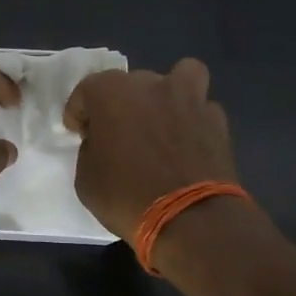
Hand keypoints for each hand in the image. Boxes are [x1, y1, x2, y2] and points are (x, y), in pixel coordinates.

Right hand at [64, 58, 239, 240]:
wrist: (190, 219)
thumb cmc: (127, 197)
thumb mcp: (86, 179)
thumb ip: (90, 149)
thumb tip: (102, 143)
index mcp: (111, 93)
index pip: (86, 91)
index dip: (79, 112)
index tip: (79, 133)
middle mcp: (150, 85)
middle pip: (130, 83)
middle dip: (120, 105)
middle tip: (118, 135)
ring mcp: (188, 99)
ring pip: (180, 76)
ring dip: (169, 92)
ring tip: (163, 117)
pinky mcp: (217, 120)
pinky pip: (201, 109)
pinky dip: (193, 120)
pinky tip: (188, 141)